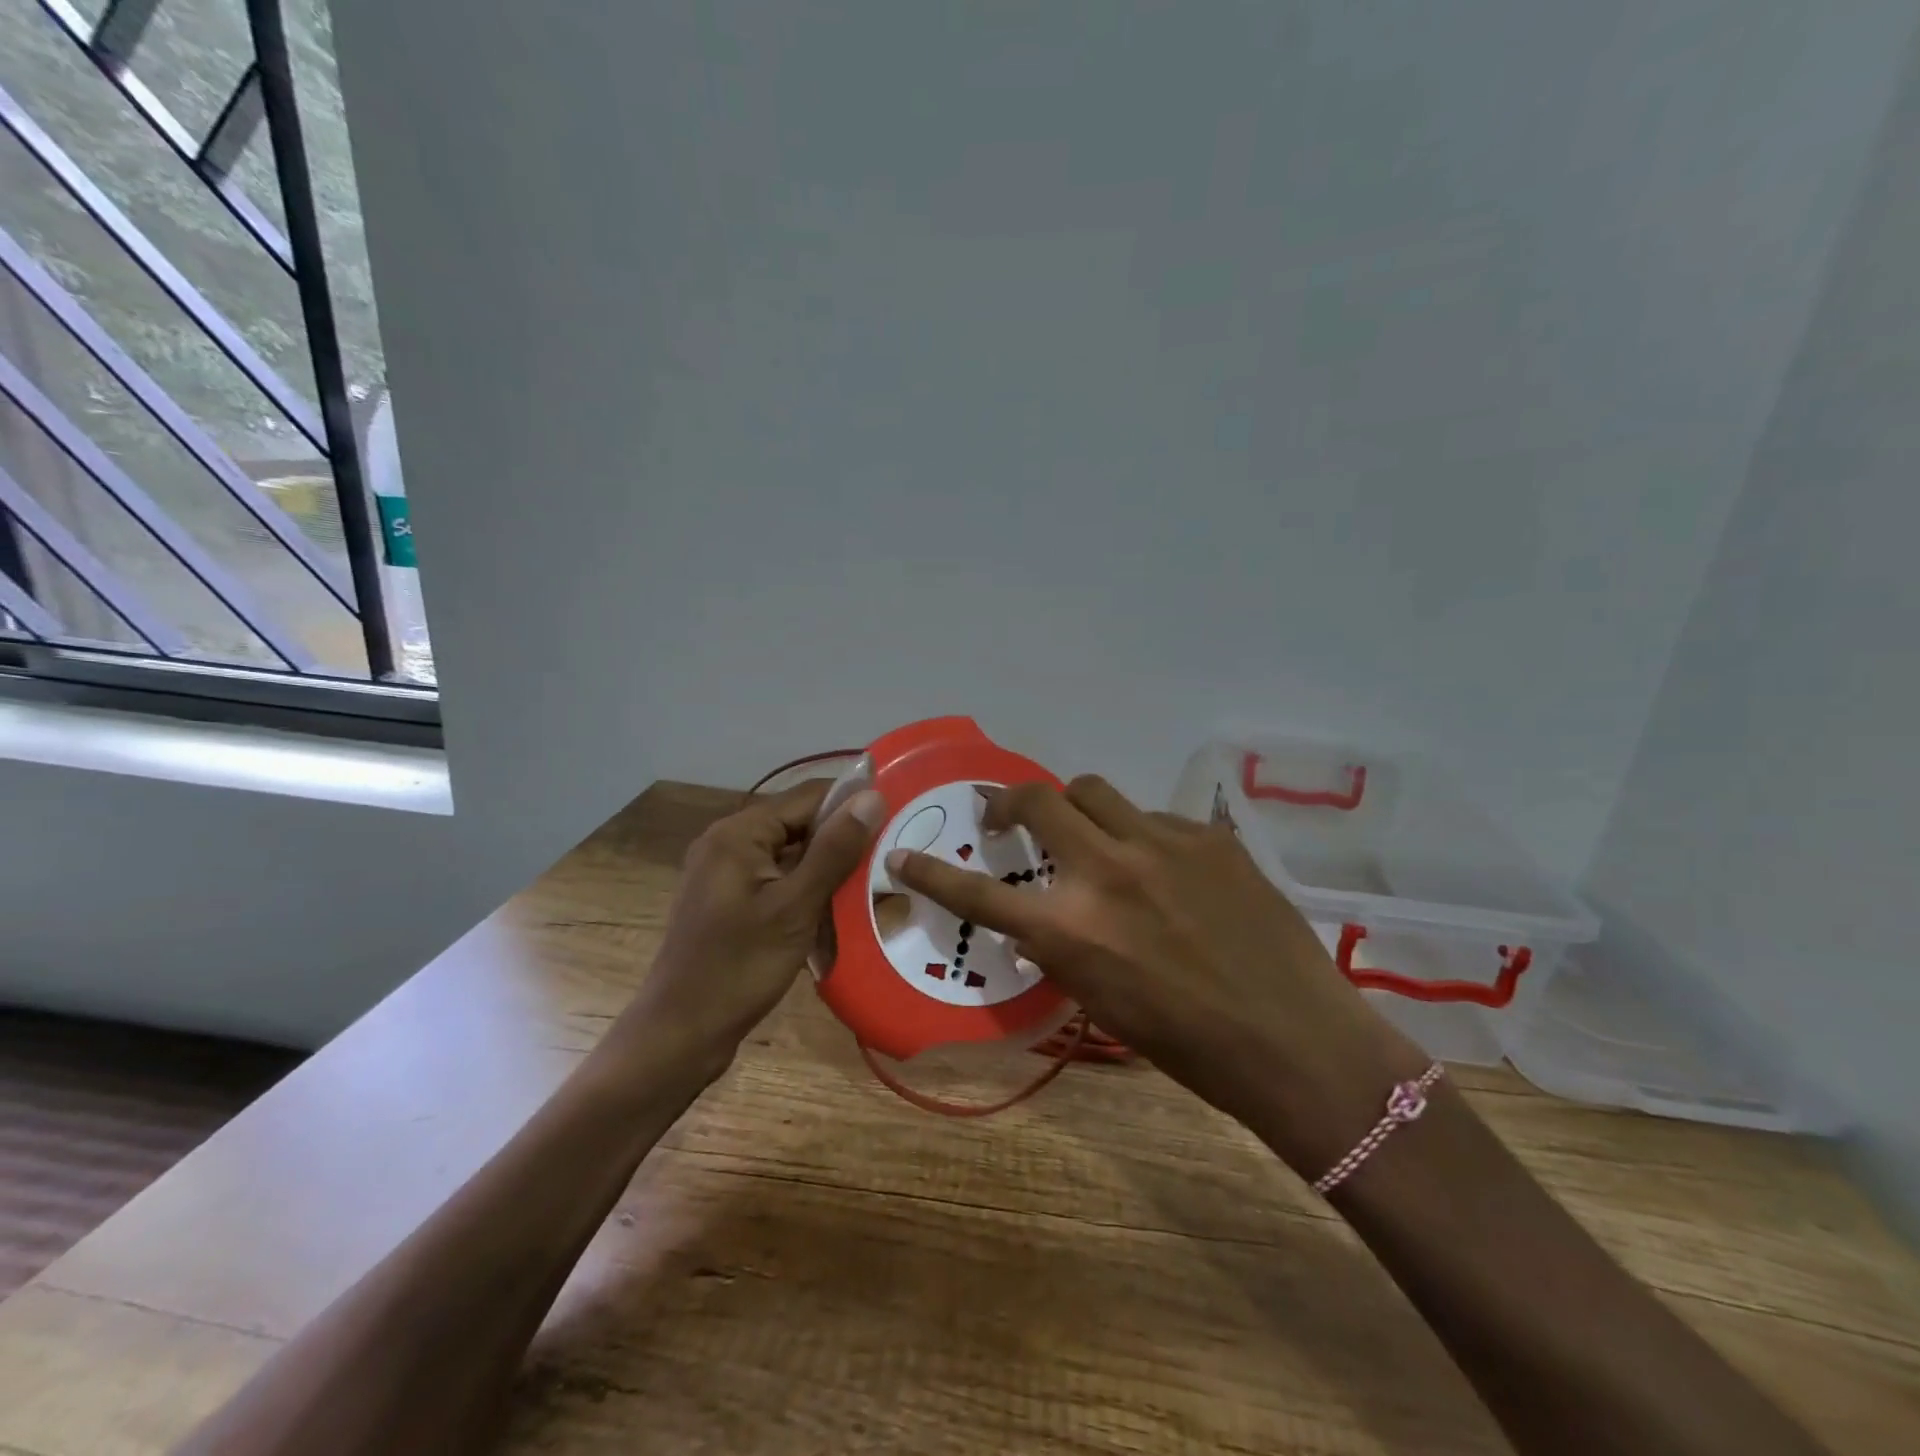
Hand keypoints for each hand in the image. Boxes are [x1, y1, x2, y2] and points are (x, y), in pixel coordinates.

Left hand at [613, 780, 884, 1083]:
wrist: (680, 1034)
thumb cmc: (739, 967)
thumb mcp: (795, 907)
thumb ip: (834, 850)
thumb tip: (872, 796)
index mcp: (738, 833)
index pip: (809, 796)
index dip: (853, 804)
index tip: (897, 821)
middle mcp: (728, 841)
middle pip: (800, 824)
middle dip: (842, 841)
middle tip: (888, 861)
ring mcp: (726, 872)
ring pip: (792, 854)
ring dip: (828, 869)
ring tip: (872, 886)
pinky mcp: (730, 900)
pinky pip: (778, 879)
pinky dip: (807, 890)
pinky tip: (837, 912)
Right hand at [886, 775, 1425, 1176]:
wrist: (1295, 1041)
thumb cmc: (1189, 1046)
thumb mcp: (1102, 1003)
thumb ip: (1064, 947)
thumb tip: (1046, 914)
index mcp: (1071, 930)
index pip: (978, 892)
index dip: (931, 873)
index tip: (903, 856)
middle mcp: (1106, 871)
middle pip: (1038, 799)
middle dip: (1010, 802)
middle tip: (1008, 819)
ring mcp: (1160, 843)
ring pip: (1094, 791)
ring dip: (1076, 808)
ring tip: (1089, 835)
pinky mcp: (1206, 835)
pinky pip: (1153, 817)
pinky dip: (1140, 835)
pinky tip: (1164, 868)